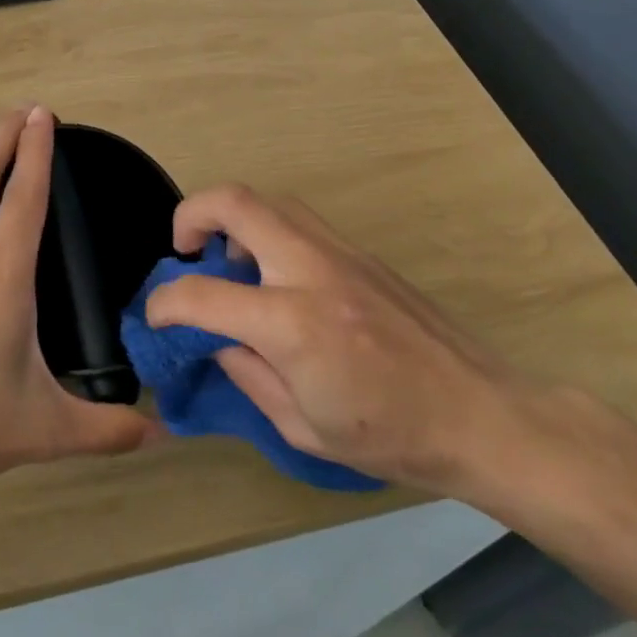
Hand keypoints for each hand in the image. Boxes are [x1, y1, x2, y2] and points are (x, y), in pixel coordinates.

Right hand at [145, 184, 530, 495]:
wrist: (481, 414)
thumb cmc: (390, 436)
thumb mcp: (301, 425)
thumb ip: (247, 373)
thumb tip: (216, 339)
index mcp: (292, 324)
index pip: (202, 294)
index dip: (163, 302)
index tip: (155, 315)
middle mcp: (311, 270)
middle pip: (235, 203)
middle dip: (190, 215)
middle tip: (184, 249)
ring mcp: (341, 253)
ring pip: (270, 201)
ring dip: (234, 220)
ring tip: (232, 263)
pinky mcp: (362, 253)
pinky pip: (300, 222)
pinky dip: (269, 233)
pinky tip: (277, 278)